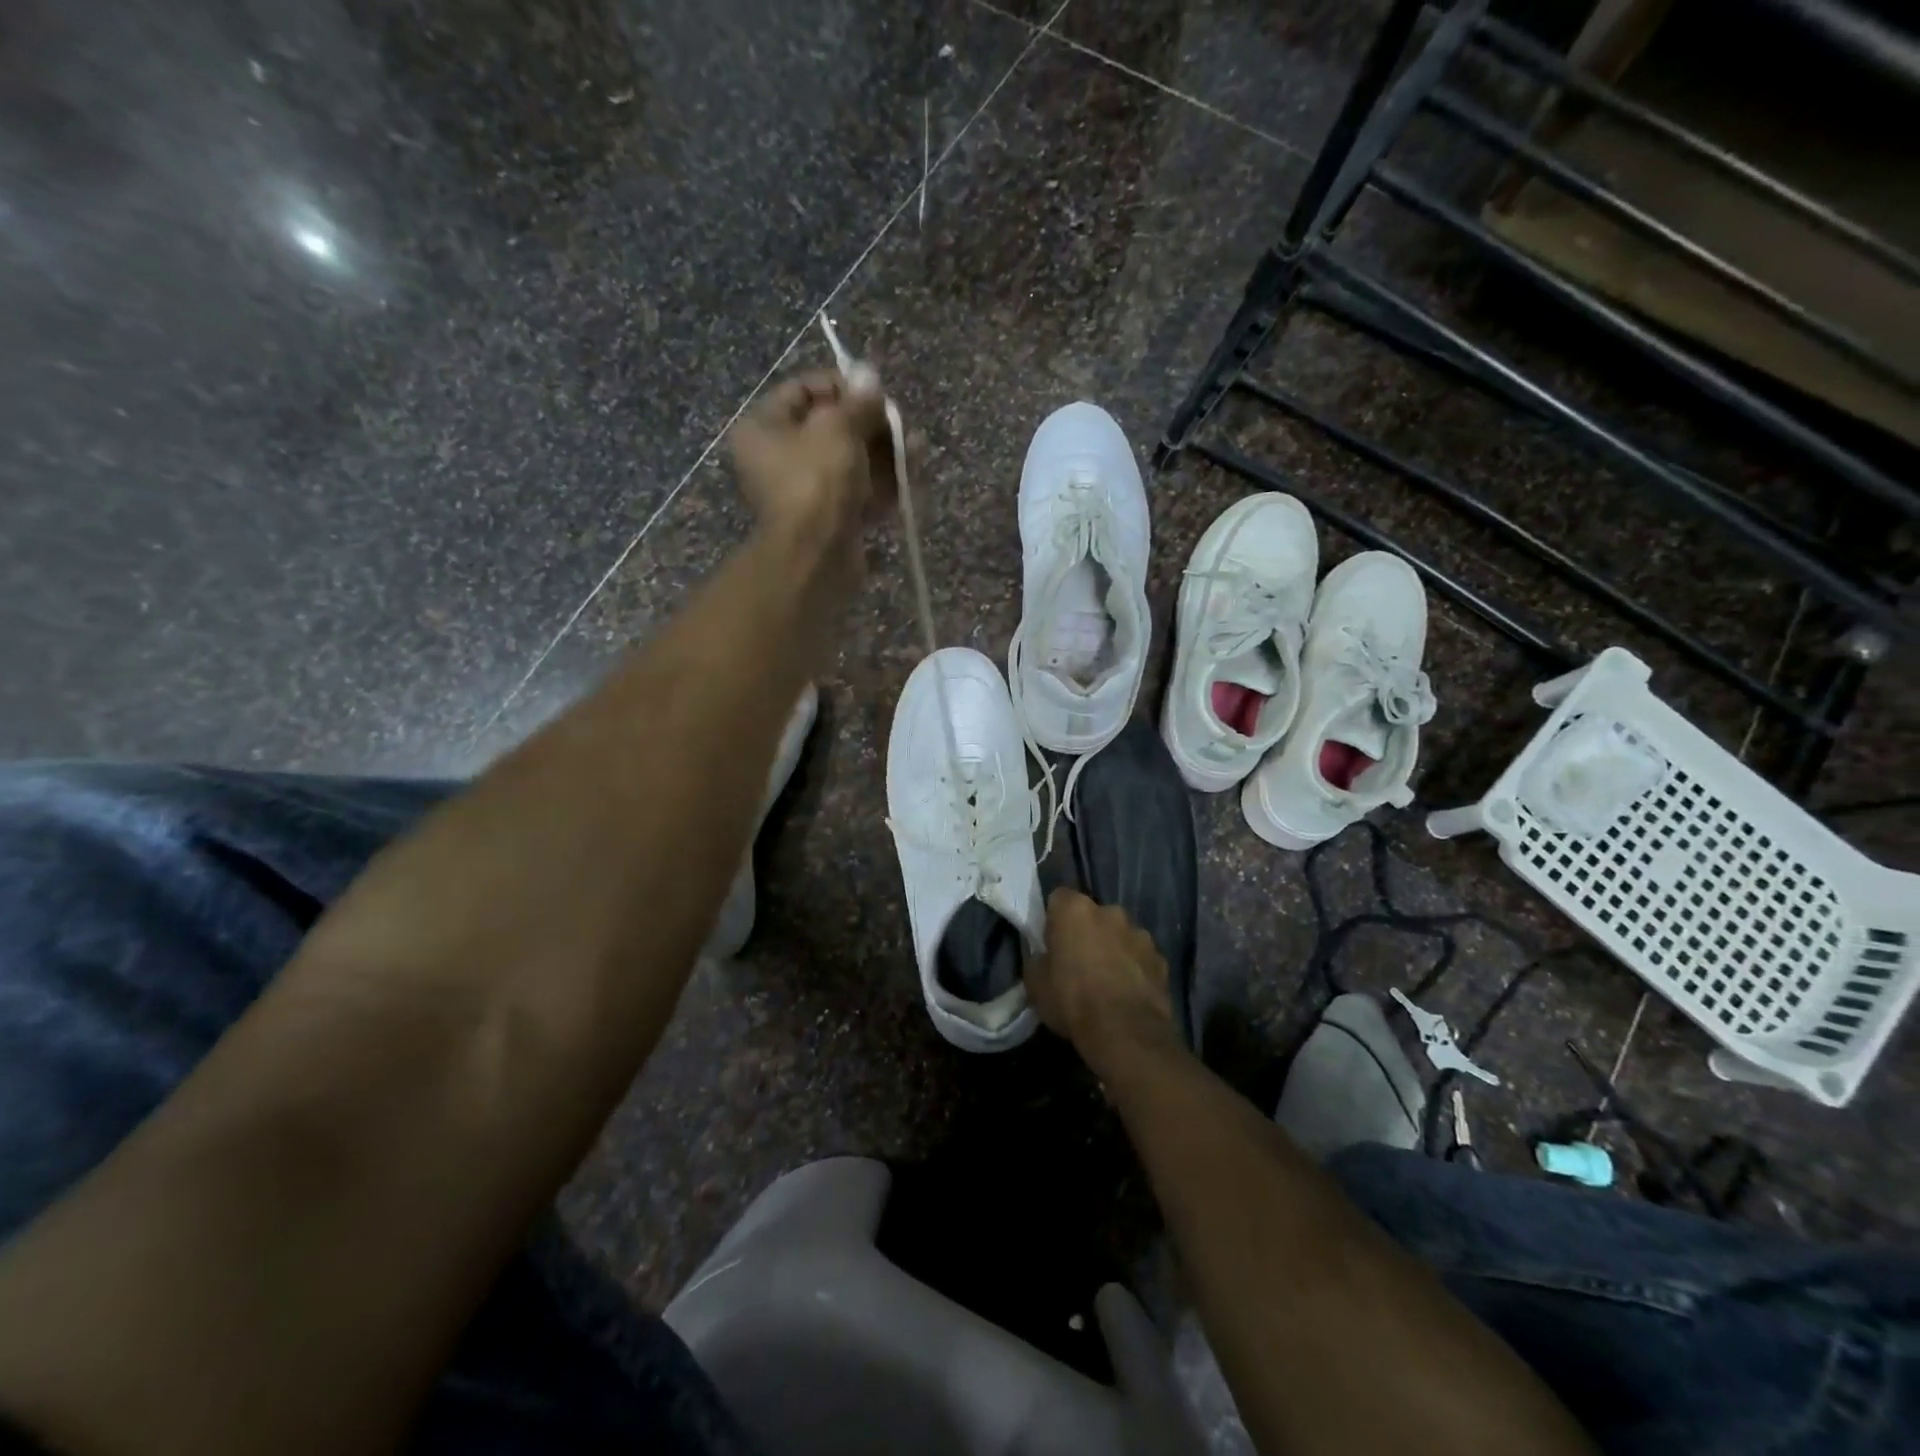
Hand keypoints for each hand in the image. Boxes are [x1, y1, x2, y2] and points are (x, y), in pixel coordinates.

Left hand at [729, 369, 898, 571]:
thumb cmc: (817, 481)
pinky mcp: (830, 520)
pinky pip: (858, 492)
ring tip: (916, 448)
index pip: (803, 390)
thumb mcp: (838, 428)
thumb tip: (870, 374)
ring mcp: (806, 493)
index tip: (874, 391)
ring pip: (851, 462)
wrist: (816, 556)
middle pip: (832, 428)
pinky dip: (884, 484)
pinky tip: (911, 474)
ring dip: (885, 453)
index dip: (842, 385)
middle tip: (900, 422)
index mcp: (764, 428)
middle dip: (872, 424)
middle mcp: (779, 458)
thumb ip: (858, 401)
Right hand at [1027, 889, 1173, 1061]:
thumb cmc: (1072, 1000)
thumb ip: (1039, 959)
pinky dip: (1134, 969)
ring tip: (1106, 980)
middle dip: (1086, 932)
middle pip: (1093, 915)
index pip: (1059, 898)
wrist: (1125, 1032)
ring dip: (1113, 949)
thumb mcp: (1035, 983)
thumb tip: (1046, 957)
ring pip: (1120, 935)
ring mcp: (1140, 934)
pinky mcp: (1161, 959)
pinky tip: (1127, 993)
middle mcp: (1110, 912)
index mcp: (1075, 910)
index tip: (1050, 940)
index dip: (1053, 918)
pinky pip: (1140, 958)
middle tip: (1077, 961)